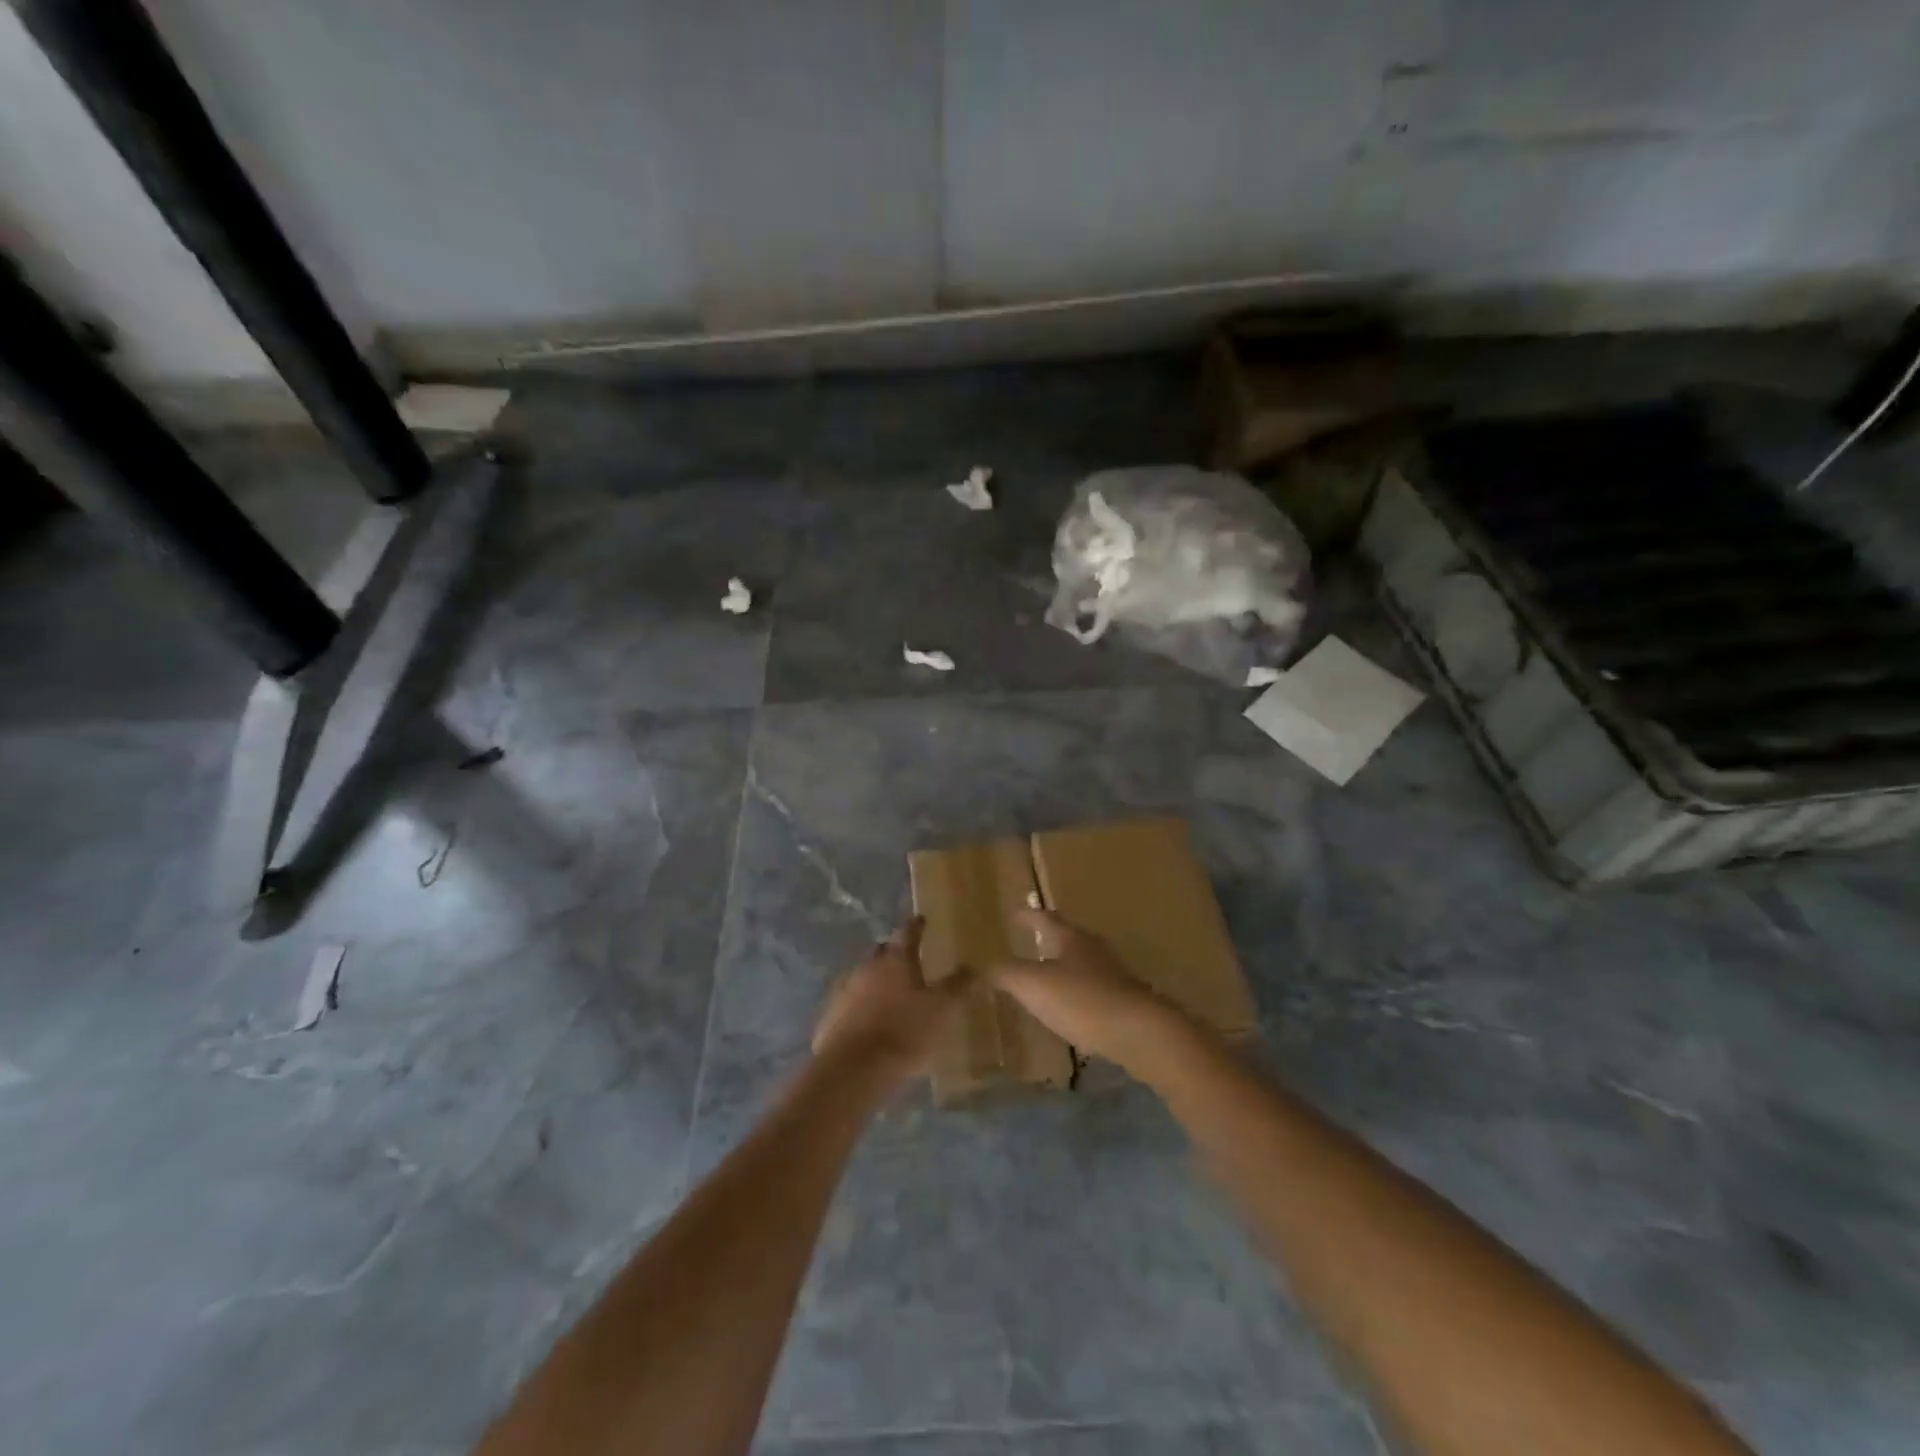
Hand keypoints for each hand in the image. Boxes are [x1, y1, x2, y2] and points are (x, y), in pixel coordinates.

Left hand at [812, 918, 969, 1087]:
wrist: (853, 1068)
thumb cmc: (904, 1032)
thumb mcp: (942, 1010)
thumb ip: (958, 986)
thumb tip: (973, 965)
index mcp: (897, 959)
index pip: (908, 932)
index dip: (916, 925)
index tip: (921, 919)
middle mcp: (869, 966)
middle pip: (884, 951)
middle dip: (896, 953)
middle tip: (909, 959)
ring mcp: (846, 989)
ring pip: (866, 975)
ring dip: (878, 980)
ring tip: (893, 992)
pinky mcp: (832, 1014)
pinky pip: (851, 1001)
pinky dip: (863, 1004)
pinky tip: (872, 1018)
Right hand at [990, 909, 1180, 1070]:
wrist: (1141, 1032)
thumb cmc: (1082, 1000)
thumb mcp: (1033, 985)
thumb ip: (1005, 973)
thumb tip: (978, 963)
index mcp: (1070, 938)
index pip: (1045, 918)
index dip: (1028, 916)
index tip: (1015, 912)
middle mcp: (1093, 949)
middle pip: (1068, 937)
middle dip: (1049, 938)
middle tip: (1030, 941)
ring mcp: (1113, 974)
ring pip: (1083, 962)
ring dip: (1065, 965)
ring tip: (1047, 975)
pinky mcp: (1126, 1000)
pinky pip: (1094, 988)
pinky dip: (1078, 992)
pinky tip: (1072, 1008)